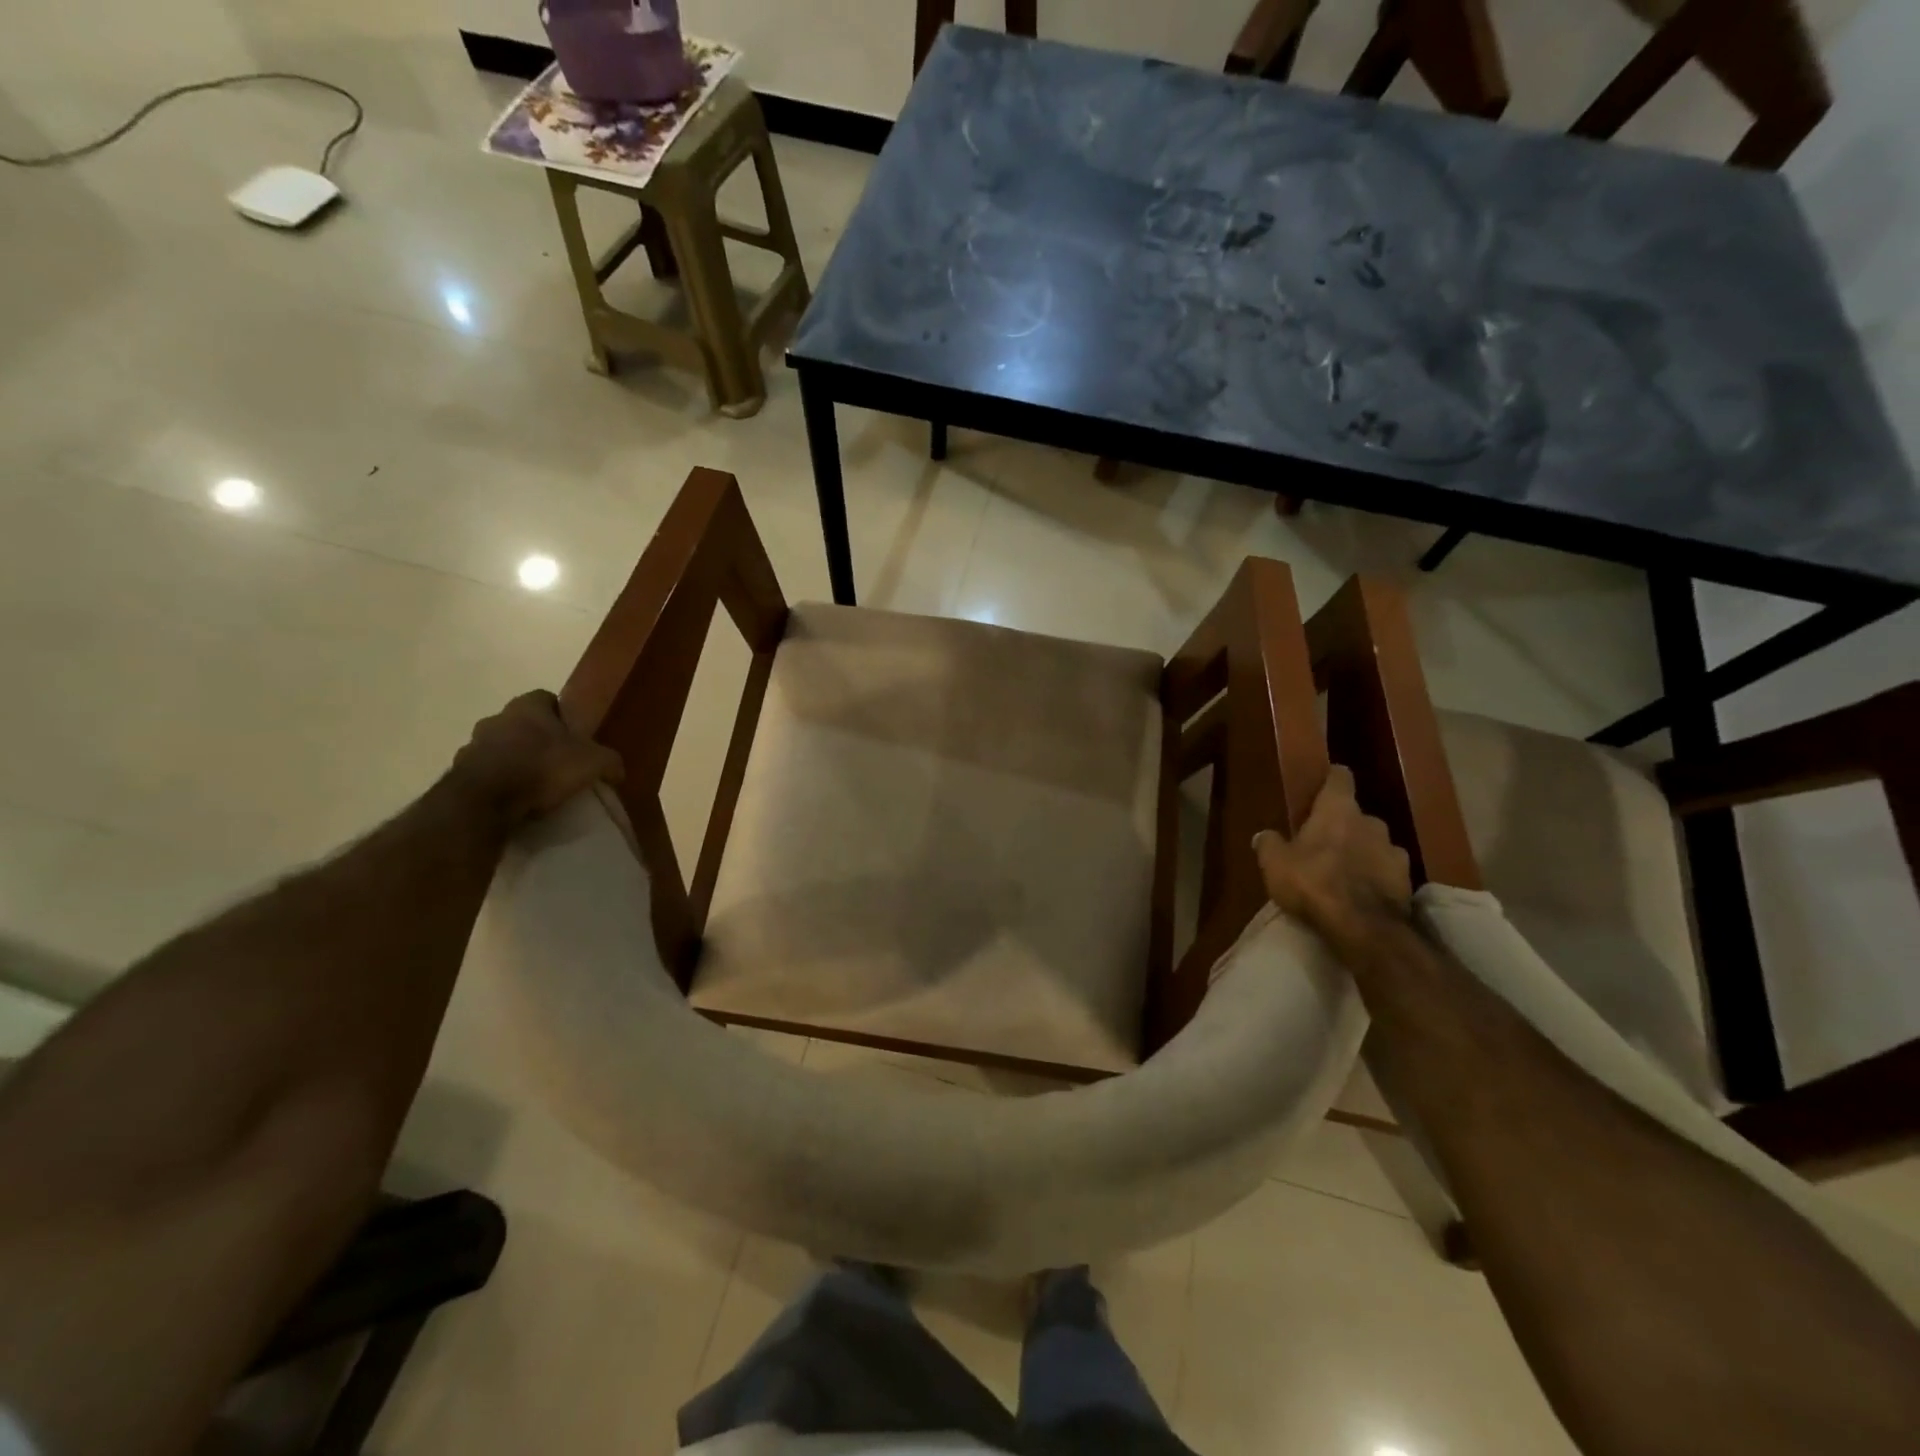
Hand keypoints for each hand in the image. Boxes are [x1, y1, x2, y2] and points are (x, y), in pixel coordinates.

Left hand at [451, 691, 623, 825]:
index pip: (547, 698)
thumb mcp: (594, 762)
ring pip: (500, 747)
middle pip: (522, 723)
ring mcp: (472, 745)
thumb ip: (610, 761)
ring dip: (514, 760)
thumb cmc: (543, 767)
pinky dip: (498, 782)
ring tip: (535, 785)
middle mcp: (496, 718)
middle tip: (558, 761)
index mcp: (527, 706)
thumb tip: (616, 770)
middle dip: (537, 738)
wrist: (486, 801)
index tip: (574, 735)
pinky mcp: (459, 773)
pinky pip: (485, 773)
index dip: (562, 715)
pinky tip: (515, 800)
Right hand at [1253, 765, 1410, 946]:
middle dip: (1344, 825)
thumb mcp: (1274, 863)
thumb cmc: (1312, 882)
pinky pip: (1388, 870)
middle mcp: (1371, 822)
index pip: (1340, 777)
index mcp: (1338, 809)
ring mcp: (1395, 851)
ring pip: (1376, 843)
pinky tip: (1364, 892)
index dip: (1331, 780)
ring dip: (1363, 851)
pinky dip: (1377, 876)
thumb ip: (1269, 844)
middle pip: (1358, 815)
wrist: (1362, 926)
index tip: (1323, 785)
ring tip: (1346, 871)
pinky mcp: (1408, 881)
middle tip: (1325, 842)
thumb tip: (1264, 835)